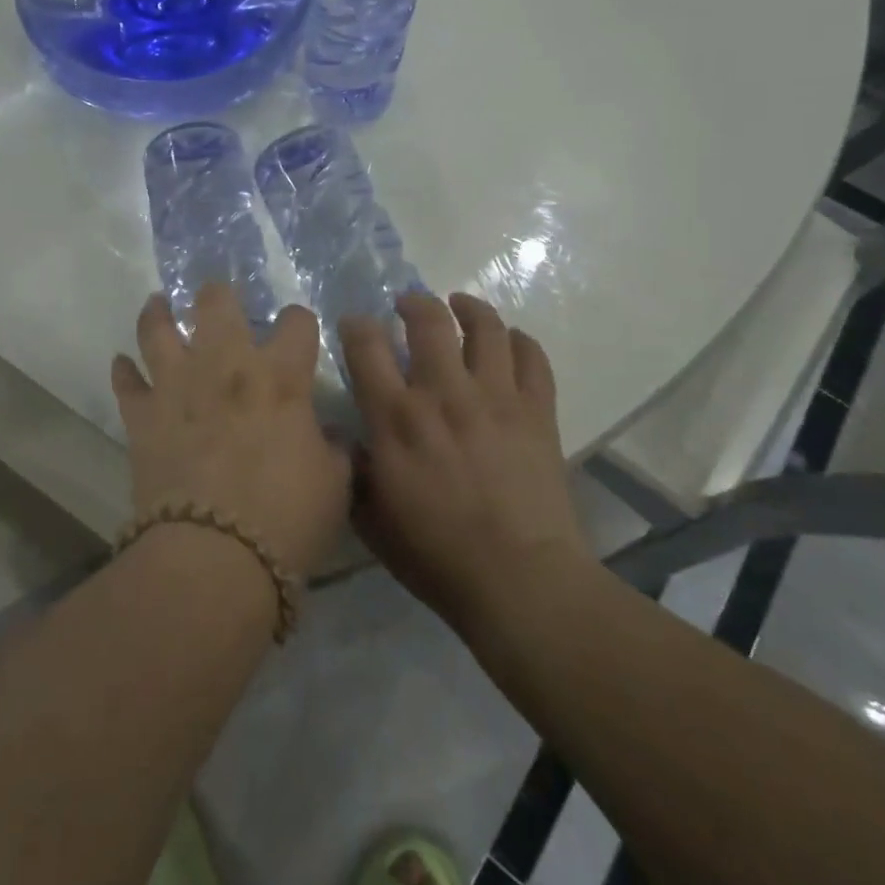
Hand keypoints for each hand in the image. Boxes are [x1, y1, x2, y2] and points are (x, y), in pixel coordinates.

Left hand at [112, 285, 351, 580]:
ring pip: (158, 328)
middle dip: (219, 295)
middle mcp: (226, 366)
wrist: (214, 557)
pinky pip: (126, 381)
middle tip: (218, 300)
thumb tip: (328, 436)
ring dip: (158, 313)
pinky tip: (123, 364)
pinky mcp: (142, 416)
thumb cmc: (286, 519)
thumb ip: (334, 450)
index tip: (298, 331)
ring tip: (158, 305)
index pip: (296, 322)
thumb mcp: (334, 485)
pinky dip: (124, 371)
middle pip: (216, 303)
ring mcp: (177, 386)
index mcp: (280, 377)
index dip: (299, 322)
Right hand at [341, 292, 588, 633]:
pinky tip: (509, 341)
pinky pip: (532, 358)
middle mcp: (443, 394)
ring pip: (485, 328)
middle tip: (407, 304)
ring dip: (469, 307)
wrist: (520, 582)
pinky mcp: (537, 412)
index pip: (367, 347)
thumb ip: (353, 472)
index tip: (355, 324)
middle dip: (413, 302)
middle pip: (428, 320)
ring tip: (459, 305)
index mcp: (396, 419)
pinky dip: (520, 341)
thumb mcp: (371, 520)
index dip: (357, 325)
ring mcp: (496, 398)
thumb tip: (347, 441)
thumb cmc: (436, 557)